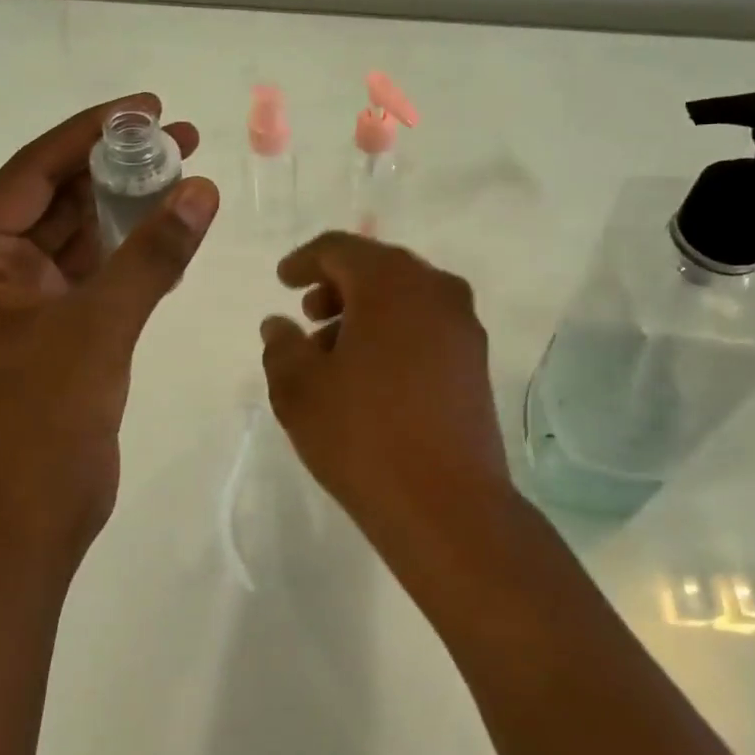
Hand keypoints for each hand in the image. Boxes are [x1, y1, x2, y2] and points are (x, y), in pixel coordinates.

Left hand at [0, 94, 219, 570]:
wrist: (31, 518)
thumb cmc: (43, 418)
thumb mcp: (99, 325)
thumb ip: (152, 253)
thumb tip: (202, 189)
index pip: (34, 171)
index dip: (90, 132)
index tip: (145, 106)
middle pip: (61, 195)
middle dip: (119, 163)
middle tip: (180, 134)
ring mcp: (30, 298)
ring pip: (85, 230)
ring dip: (132, 201)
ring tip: (187, 167)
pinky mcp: (63, 325)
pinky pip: (102, 267)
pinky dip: (137, 246)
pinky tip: (178, 224)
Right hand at [259, 233, 509, 548]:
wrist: (448, 505)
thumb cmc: (363, 436)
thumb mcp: (299, 390)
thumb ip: (282, 346)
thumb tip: (279, 324)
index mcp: (391, 282)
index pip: (341, 248)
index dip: (305, 260)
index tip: (282, 280)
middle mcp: (435, 289)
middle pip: (378, 267)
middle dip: (337, 285)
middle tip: (307, 314)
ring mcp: (463, 325)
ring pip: (405, 297)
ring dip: (365, 310)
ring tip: (332, 351)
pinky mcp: (476, 360)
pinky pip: (426, 324)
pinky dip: (394, 331)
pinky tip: (371, 372)